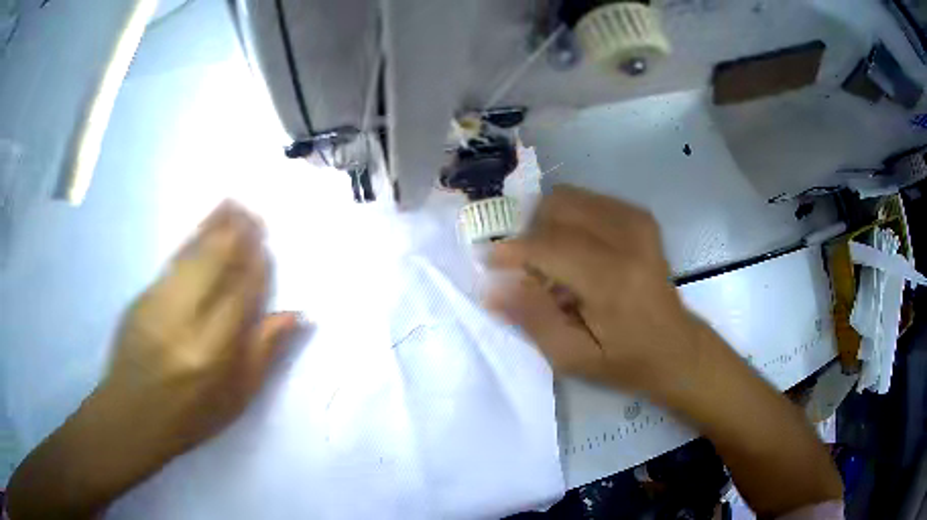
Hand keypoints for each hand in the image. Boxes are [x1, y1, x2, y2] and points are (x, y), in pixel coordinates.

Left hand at [7, 201, 302, 519]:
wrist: (130, 415)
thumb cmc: (190, 417)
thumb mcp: (237, 399)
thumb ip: (263, 353)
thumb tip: (293, 314)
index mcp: (214, 350)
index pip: (242, 293)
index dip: (257, 266)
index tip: (267, 245)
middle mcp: (186, 318)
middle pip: (215, 262)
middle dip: (237, 233)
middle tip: (254, 211)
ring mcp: (159, 303)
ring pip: (192, 254)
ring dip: (214, 227)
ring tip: (232, 204)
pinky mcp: (142, 297)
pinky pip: (172, 261)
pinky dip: (190, 241)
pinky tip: (200, 229)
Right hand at [487, 185, 704, 397]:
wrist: (675, 347)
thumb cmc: (624, 360)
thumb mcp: (572, 357)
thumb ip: (532, 318)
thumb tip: (491, 288)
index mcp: (612, 280)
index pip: (549, 245)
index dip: (512, 250)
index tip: (489, 261)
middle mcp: (628, 238)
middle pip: (557, 207)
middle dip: (530, 232)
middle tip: (528, 267)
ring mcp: (637, 221)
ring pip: (570, 198)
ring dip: (549, 224)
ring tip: (553, 260)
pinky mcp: (640, 217)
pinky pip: (588, 200)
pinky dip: (570, 219)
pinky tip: (575, 249)